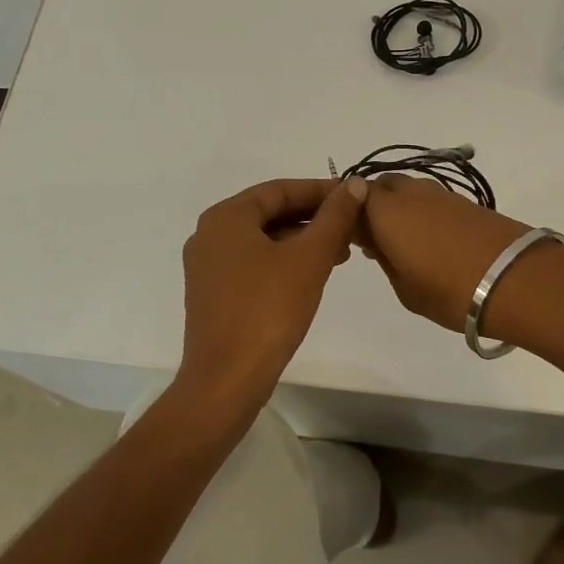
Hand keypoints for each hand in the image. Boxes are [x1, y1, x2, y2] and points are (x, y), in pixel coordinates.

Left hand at [176, 177, 368, 411]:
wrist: (226, 379)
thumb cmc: (268, 310)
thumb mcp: (309, 259)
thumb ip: (334, 218)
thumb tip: (356, 184)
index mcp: (226, 217)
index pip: (279, 190)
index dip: (320, 190)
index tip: (354, 195)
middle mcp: (210, 234)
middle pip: (270, 213)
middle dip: (313, 218)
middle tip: (352, 226)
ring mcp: (208, 266)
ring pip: (263, 240)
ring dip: (302, 242)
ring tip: (341, 253)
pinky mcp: (213, 294)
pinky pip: (253, 263)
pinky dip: (284, 262)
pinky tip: (312, 275)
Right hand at [357, 175, 548, 338]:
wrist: (517, 280)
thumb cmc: (450, 291)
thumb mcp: (405, 288)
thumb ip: (385, 260)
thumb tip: (378, 243)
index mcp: (386, 211)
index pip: (353, 198)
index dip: (348, 216)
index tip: (352, 241)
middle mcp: (411, 194)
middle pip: (381, 187)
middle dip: (373, 207)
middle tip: (376, 240)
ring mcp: (442, 195)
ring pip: (408, 191)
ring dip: (400, 209)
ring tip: (406, 244)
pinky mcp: (468, 203)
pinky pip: (432, 201)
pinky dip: (424, 214)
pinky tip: (432, 242)